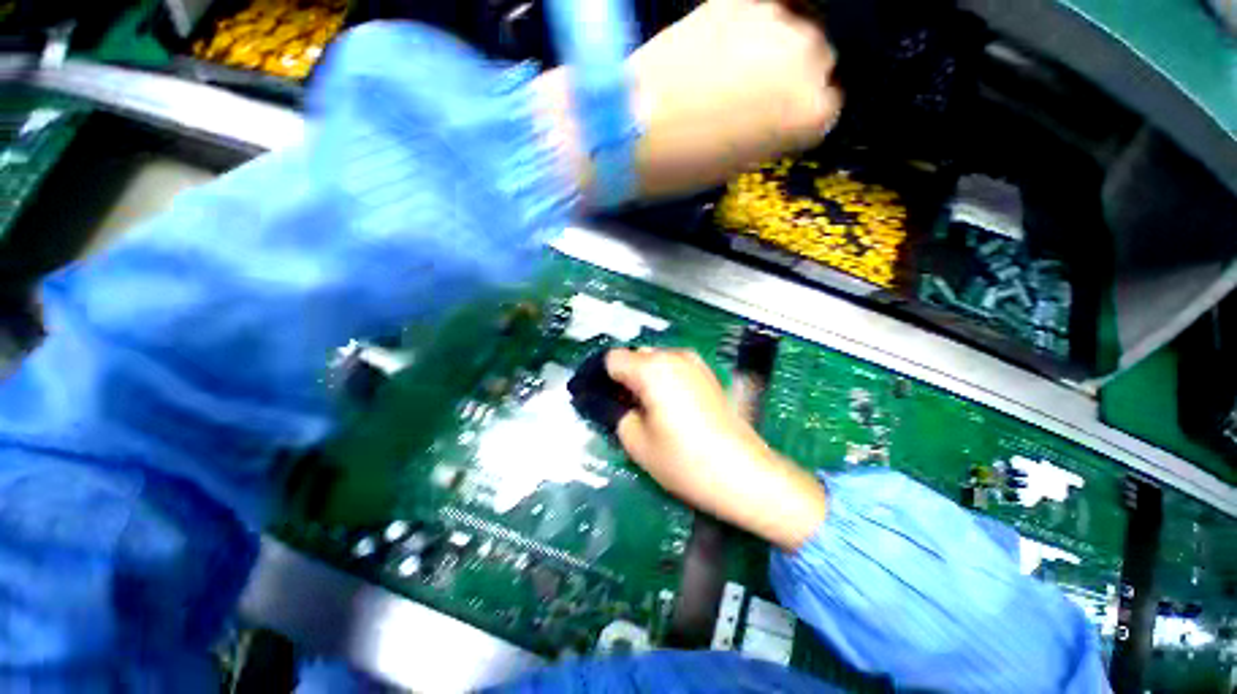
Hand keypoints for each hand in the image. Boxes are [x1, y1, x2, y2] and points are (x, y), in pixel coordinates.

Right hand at [606, 348, 826, 549]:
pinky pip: (675, 368)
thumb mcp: (637, 442)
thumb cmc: (685, 461)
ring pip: (656, 361)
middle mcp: (674, 356)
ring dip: (645, 379)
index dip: (603, 378)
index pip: (613, 359)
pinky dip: (665, 381)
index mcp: (652, 369)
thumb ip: (617, 414)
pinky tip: (672, 408)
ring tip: (650, 410)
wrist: (744, 473)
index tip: (604, 400)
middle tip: (627, 409)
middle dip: (625, 378)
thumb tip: (614, 403)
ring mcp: (695, 363)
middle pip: (636, 356)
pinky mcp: (708, 374)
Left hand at [629, 0, 841, 197]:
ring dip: (773, 47)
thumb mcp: (740, 161)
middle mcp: (810, 59)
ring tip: (735, 67)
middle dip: (791, 78)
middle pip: (818, 60)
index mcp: (811, 114)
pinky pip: (760, 10)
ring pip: (794, 28)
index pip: (825, 107)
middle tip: (754, 95)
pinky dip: (748, 25)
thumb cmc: (686, 165)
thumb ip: (772, 132)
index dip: (797, 116)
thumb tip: (776, 113)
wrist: (633, 129)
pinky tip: (722, 44)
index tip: (775, 122)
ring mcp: (778, 20)